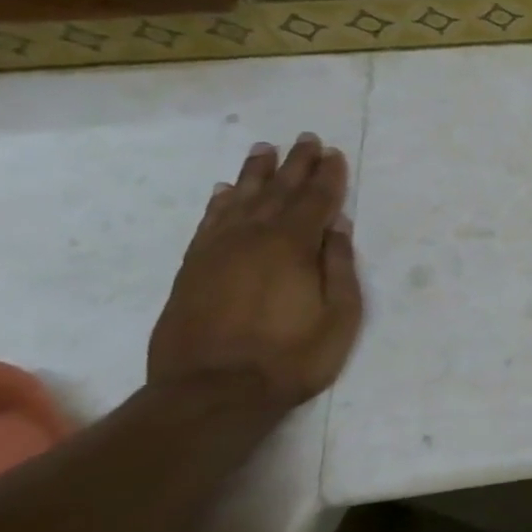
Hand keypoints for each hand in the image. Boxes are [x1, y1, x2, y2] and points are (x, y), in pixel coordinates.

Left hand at [147, 133, 364, 410]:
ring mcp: (218, 251)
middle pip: (279, 191)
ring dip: (257, 173)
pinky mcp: (192, 268)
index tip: (334, 153)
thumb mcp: (339, 315)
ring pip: (241, 200)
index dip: (328, 176)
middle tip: (306, 138)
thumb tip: (337, 226)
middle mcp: (253, 237)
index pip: (316, 200)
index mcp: (293, 246)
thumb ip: (339, 266)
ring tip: (266, 149)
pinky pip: (209, 222)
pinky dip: (220, 202)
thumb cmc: (291, 357)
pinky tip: (227, 191)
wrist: (211, 393)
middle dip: (296, 164)